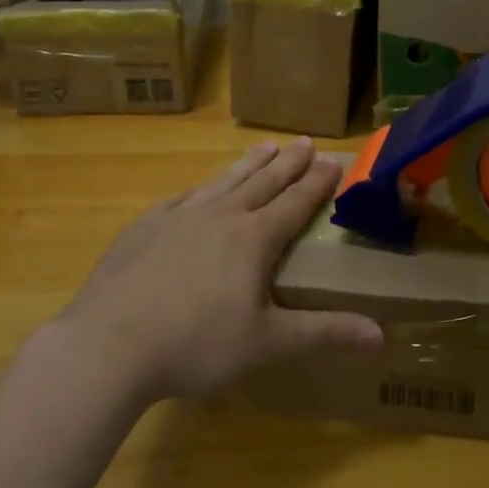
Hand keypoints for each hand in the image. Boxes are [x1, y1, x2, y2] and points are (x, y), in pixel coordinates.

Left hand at [58, 139, 383, 400]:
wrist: (108, 345)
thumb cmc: (195, 345)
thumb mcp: (267, 344)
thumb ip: (324, 333)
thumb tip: (381, 336)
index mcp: (254, 238)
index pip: (296, 202)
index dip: (318, 182)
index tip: (334, 161)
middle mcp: (222, 216)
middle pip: (263, 181)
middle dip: (288, 162)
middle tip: (305, 141)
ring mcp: (180, 217)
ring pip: (224, 180)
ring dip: (248, 163)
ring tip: (265, 146)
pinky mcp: (145, 227)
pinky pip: (183, 197)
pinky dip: (202, 187)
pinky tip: (201, 188)